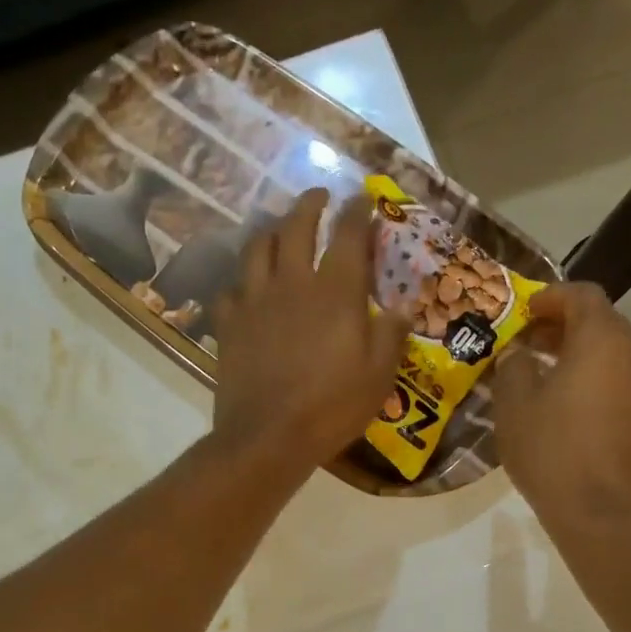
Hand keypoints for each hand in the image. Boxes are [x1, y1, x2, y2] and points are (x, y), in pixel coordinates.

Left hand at [211, 189, 410, 476]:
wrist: (269, 436)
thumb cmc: (332, 407)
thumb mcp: (379, 375)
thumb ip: (391, 335)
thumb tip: (400, 308)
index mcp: (336, 291)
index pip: (349, 235)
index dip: (358, 211)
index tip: (363, 199)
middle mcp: (293, 283)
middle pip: (297, 226)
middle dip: (310, 204)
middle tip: (319, 195)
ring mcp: (255, 300)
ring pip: (258, 247)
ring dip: (271, 230)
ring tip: (279, 228)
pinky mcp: (230, 323)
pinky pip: (232, 289)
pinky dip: (243, 281)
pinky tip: (248, 287)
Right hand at [493, 282, 630, 523]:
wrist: (605, 516)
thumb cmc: (553, 451)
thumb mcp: (514, 405)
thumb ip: (514, 366)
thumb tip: (520, 355)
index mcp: (603, 341)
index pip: (583, 295)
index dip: (551, 297)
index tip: (525, 312)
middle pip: (604, 324)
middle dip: (566, 328)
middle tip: (531, 344)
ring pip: (617, 358)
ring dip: (584, 358)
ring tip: (549, 380)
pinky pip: (625, 388)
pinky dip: (600, 385)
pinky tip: (574, 414)